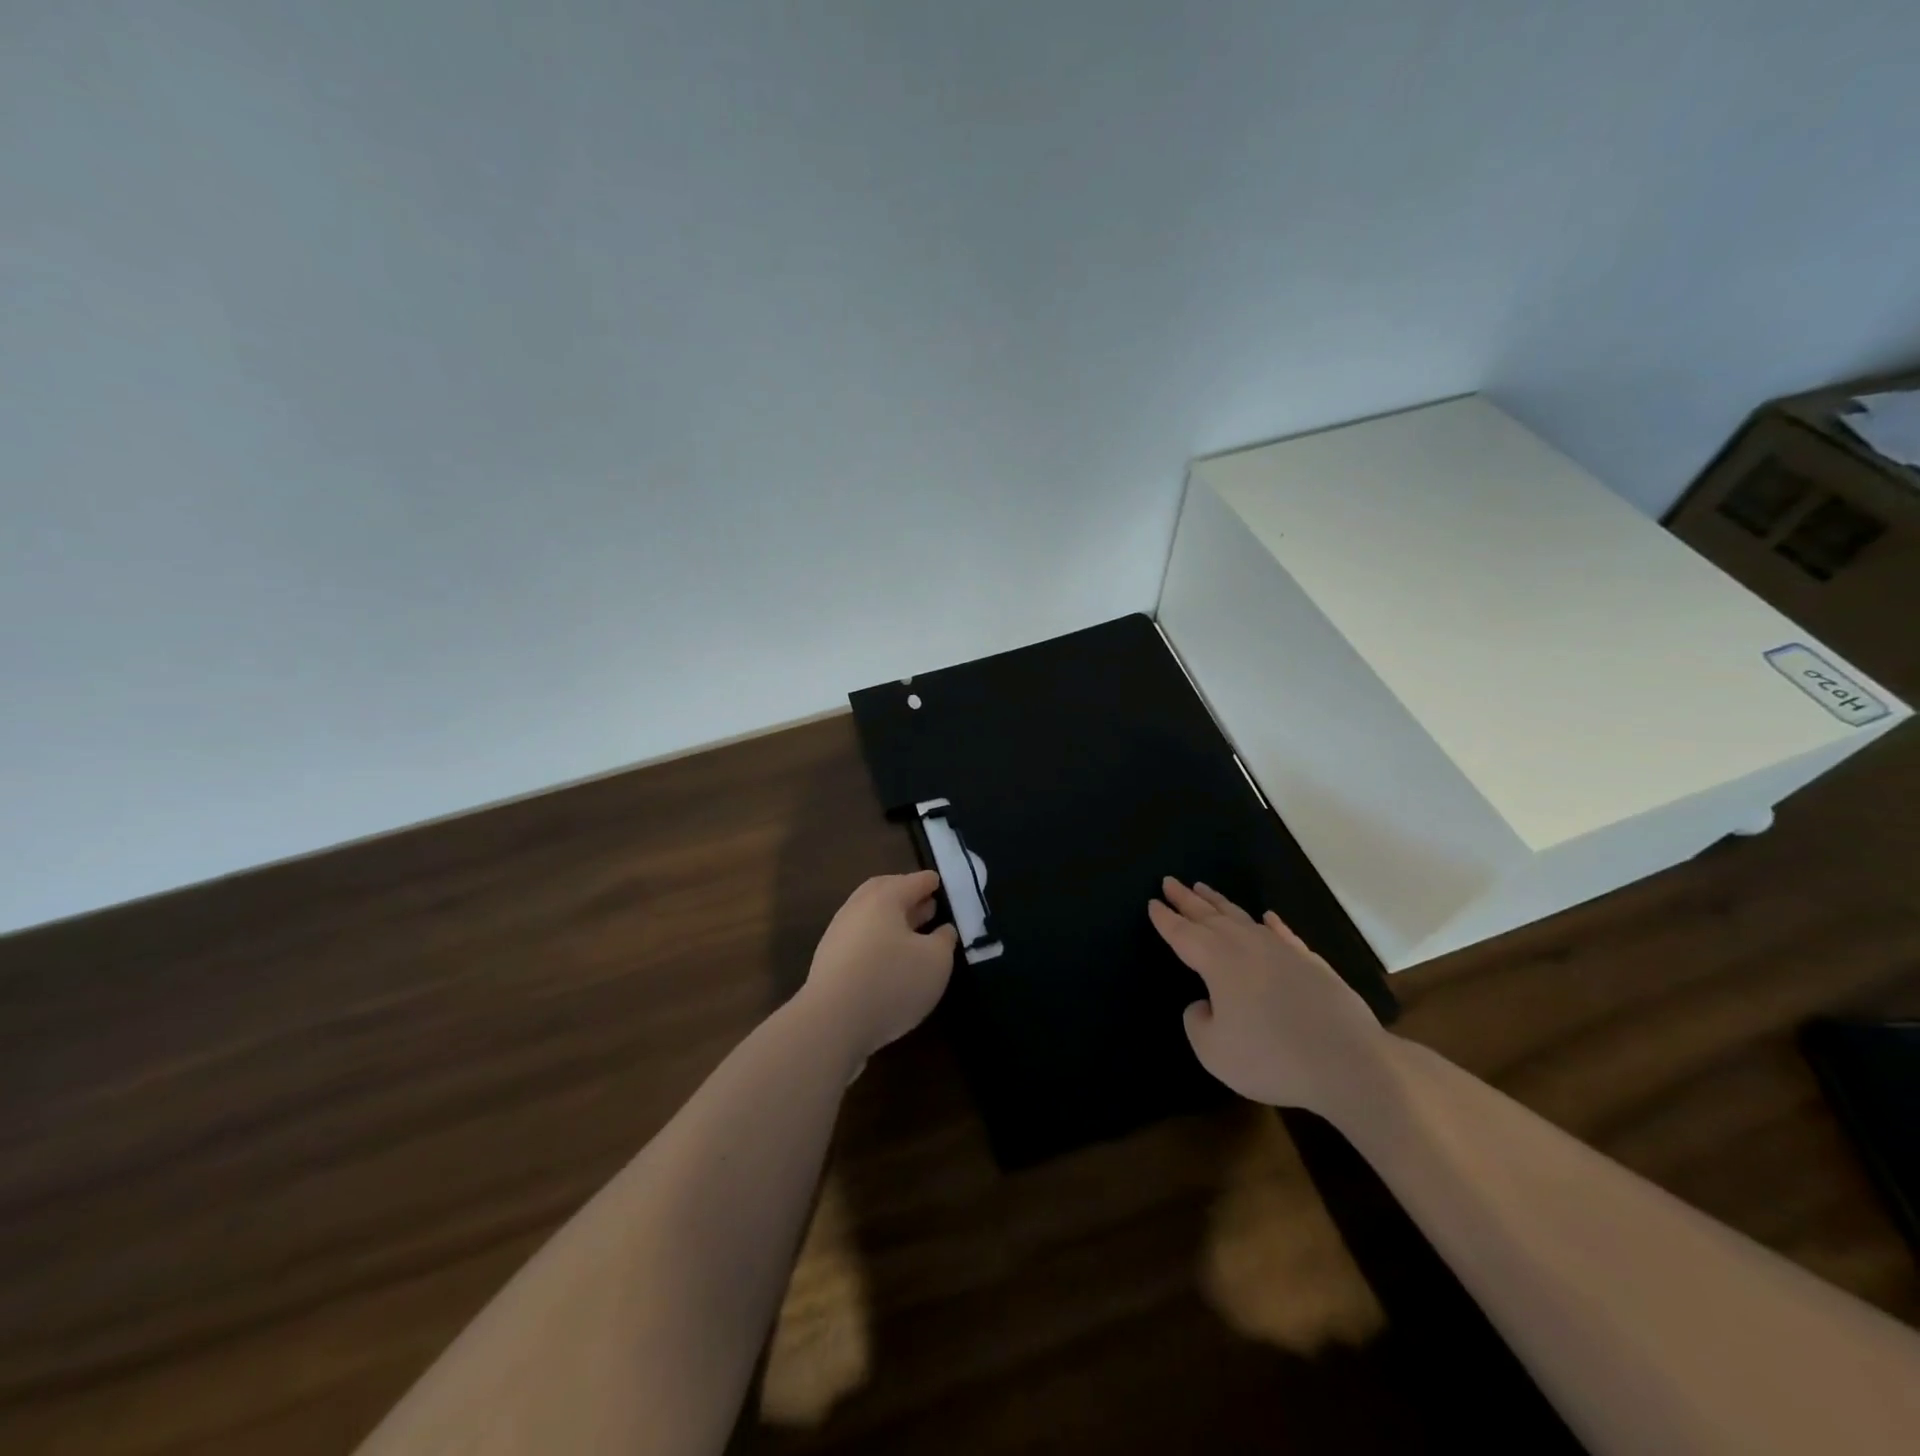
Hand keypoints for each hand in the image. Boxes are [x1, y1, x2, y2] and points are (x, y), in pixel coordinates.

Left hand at [803, 871, 958, 1061]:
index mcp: (885, 897)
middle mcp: (858, 907)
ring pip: (871, 916)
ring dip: (893, 920)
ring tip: (913, 934)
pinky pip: (860, 939)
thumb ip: (944, 940)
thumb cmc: (891, 982)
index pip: (914, 881)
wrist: (831, 1022)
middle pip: (886, 892)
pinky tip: (890, 959)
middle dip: (907, 896)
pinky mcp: (829, 961)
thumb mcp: (936, 961)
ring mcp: (839, 934)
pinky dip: (878, 940)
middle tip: (927, 904)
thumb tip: (943, 929)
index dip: (931, 882)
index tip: (941, 883)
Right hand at [1149, 877, 1390, 1114]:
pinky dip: (1273, 925)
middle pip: (1210, 916)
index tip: (1153, 902)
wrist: (1349, 1062)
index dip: (1165, 919)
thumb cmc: (1270, 1056)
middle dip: (1187, 899)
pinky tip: (1269, 918)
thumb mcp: (1213, 1050)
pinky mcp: (1312, 964)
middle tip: (1171, 882)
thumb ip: (1198, 1021)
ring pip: (1244, 918)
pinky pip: (1284, 935)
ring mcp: (1282, 951)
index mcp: (1217, 960)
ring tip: (1205, 889)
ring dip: (1221, 903)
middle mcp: (1247, 945)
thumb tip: (1206, 1004)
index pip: (1183, 934)